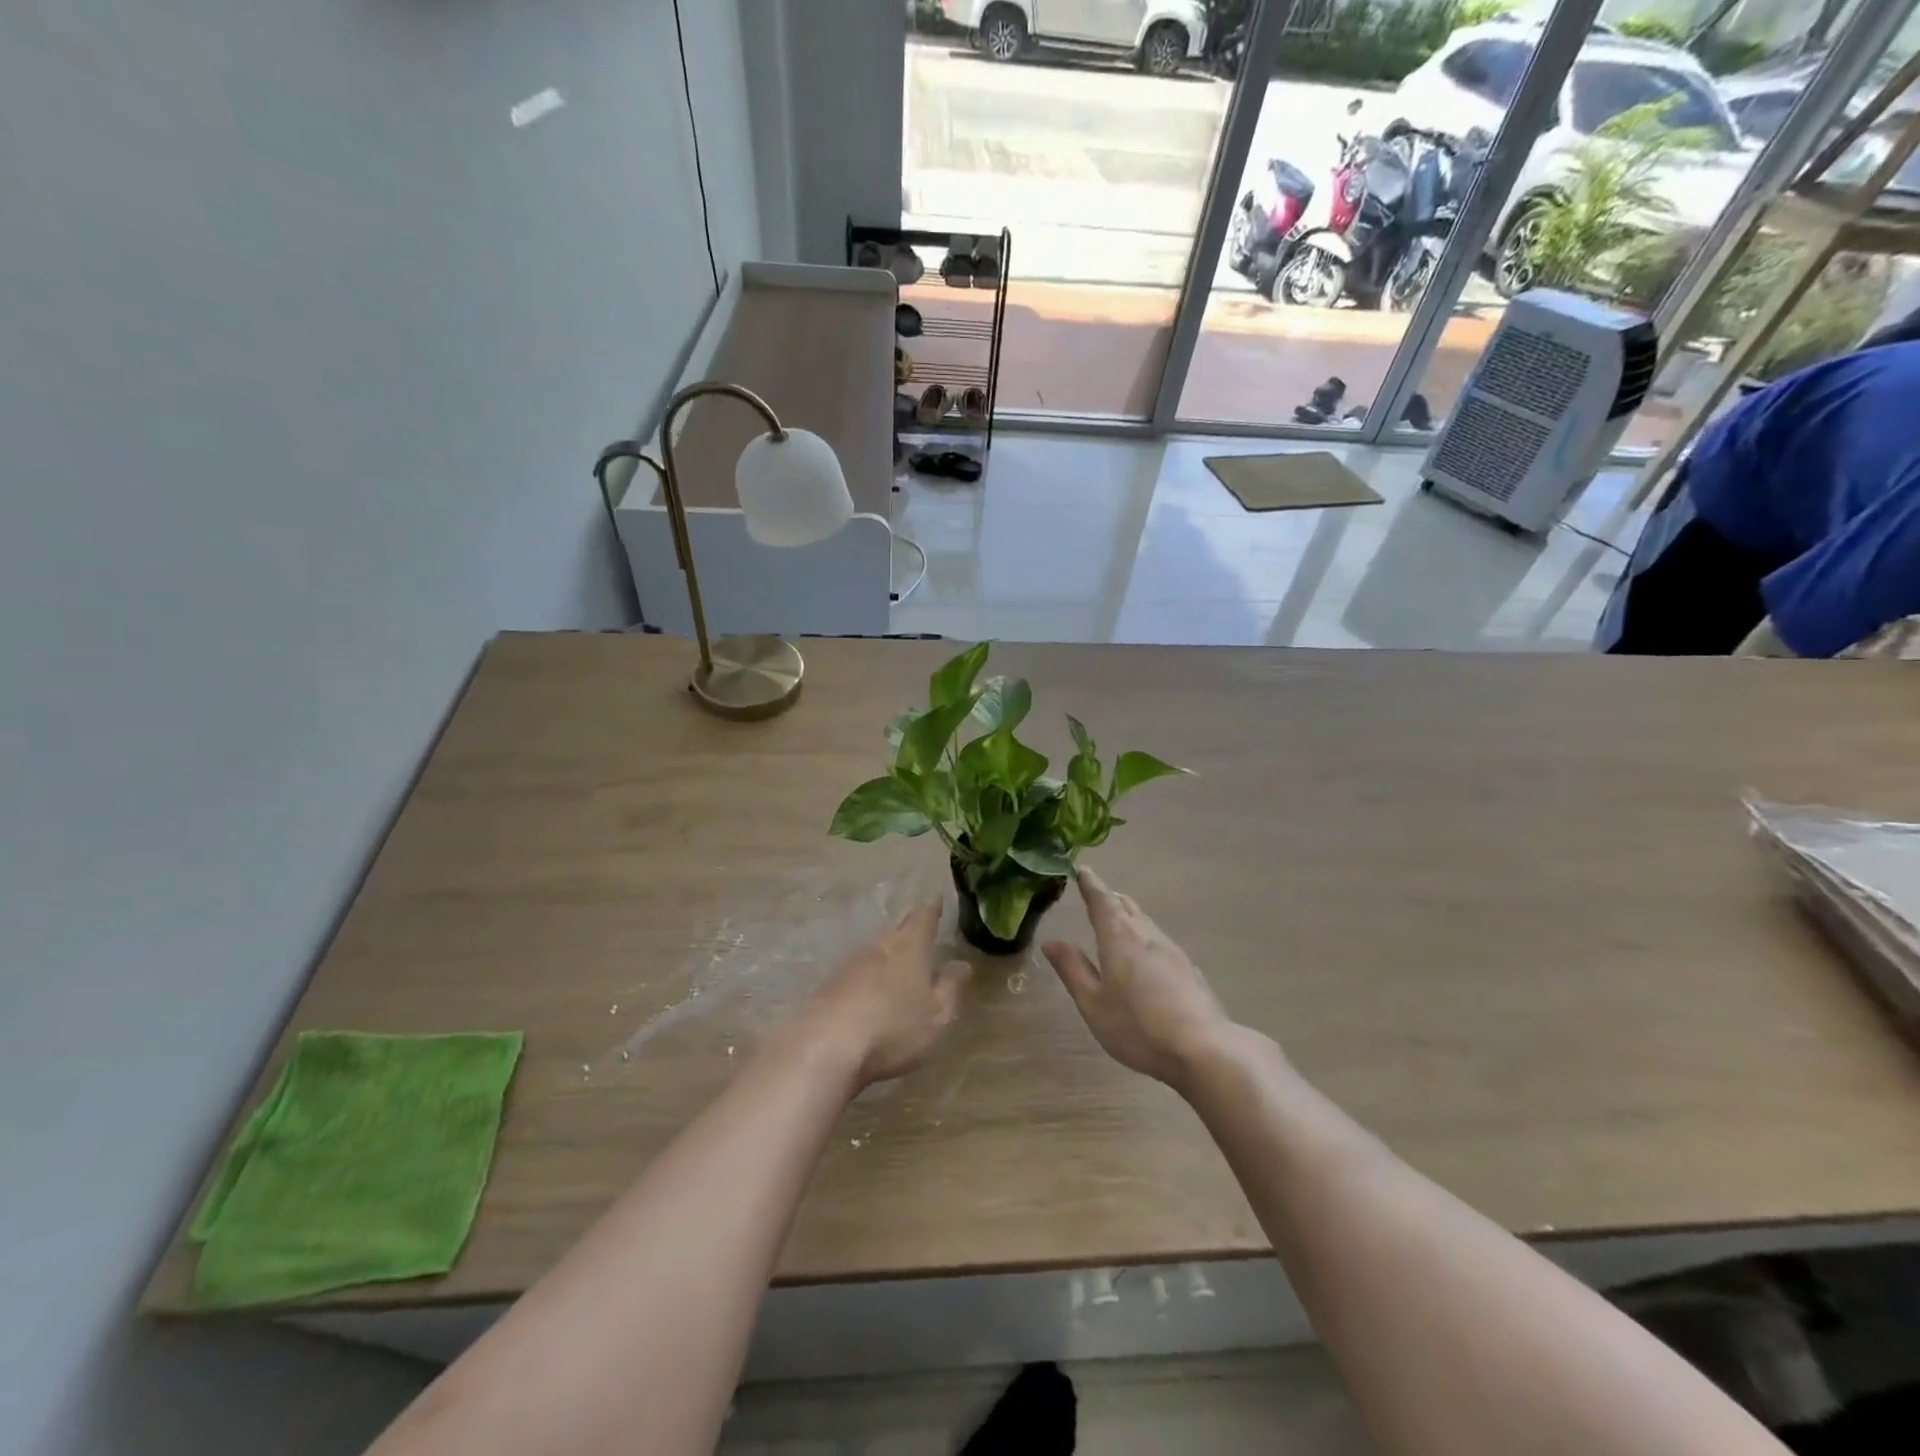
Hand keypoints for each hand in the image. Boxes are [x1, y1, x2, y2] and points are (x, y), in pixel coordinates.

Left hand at [801, 902, 969, 1087]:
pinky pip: (854, 971)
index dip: (931, 910)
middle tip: (916, 922)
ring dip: (885, 950)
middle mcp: (878, 948)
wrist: (826, 1045)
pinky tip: (866, 985)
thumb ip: (950, 988)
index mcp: (909, 949)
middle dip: (908, 926)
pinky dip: (865, 973)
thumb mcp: (936, 1015)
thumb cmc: (893, 1028)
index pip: (922, 919)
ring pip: (873, 949)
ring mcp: (849, 965)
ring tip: (894, 953)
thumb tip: (962, 964)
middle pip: (896, 930)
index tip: (935, 900)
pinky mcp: (828, 985)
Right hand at [1042, 868, 1233, 1088]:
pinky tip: (1145, 952)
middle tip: (1096, 893)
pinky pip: (1159, 939)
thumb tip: (1051, 941)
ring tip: (1117, 918)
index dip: (1091, 885)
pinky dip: (1144, 934)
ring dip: (1128, 914)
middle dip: (1109, 897)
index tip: (1083, 870)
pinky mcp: (1188, 968)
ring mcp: (1172, 951)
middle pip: (1126, 906)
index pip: (1102, 901)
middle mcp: (1147, 935)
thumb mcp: (1094, 1004)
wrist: (1204, 1049)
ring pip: (1145, 921)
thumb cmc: (1138, 1027)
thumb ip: (1073, 969)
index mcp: (1119, 938)